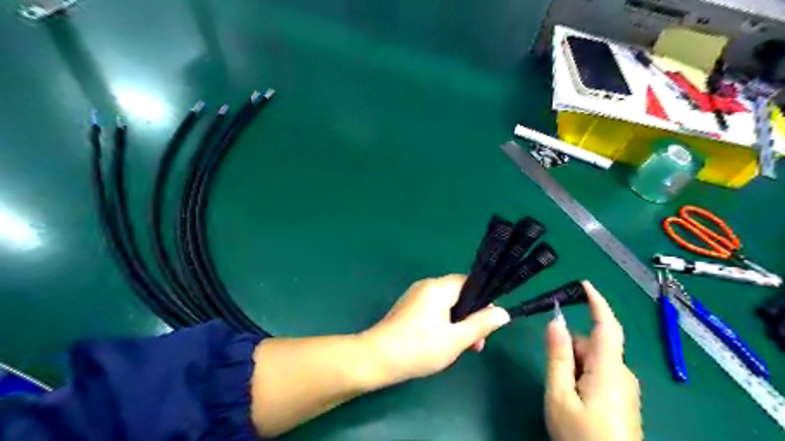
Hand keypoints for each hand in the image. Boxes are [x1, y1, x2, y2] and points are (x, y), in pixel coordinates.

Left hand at [360, 276, 509, 385]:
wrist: (377, 358)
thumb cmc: (419, 348)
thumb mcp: (456, 339)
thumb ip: (481, 324)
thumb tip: (503, 312)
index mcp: (438, 287)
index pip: (469, 282)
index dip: (483, 301)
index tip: (489, 323)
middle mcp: (426, 286)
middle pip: (458, 294)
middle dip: (470, 317)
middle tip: (476, 344)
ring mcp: (414, 296)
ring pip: (446, 304)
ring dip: (457, 323)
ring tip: (461, 348)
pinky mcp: (407, 308)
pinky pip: (433, 310)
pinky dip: (443, 323)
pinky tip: (442, 343)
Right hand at [544, 283, 640, 440]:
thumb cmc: (581, 437)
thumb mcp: (559, 395)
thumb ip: (557, 356)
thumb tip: (555, 322)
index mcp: (608, 369)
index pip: (606, 326)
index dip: (597, 302)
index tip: (584, 284)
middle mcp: (622, 374)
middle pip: (593, 345)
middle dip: (570, 349)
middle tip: (555, 375)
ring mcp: (625, 388)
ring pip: (594, 360)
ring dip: (574, 365)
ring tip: (564, 394)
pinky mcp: (624, 399)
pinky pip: (600, 374)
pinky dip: (582, 376)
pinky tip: (575, 401)